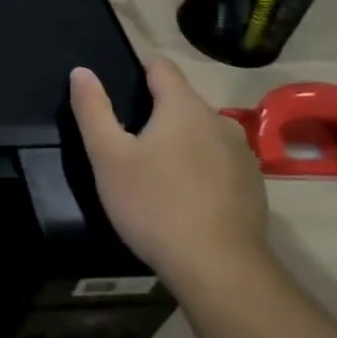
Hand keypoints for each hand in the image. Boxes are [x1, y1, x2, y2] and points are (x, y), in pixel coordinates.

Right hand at [69, 56, 269, 293]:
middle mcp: (219, 121)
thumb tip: (82, 71)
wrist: (220, 270)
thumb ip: (93, 109)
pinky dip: (200, 164)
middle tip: (127, 136)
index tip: (119, 84)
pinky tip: (184, 193)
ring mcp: (242, 155)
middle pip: (182, 100)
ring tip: (154, 165)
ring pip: (203, 131)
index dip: (139, 68)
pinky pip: (219, 160)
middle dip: (157, 109)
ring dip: (180, 138)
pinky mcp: (253, 186)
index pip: (162, 67)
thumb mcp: (107, 156)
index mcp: (183, 107)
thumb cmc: (153, 203)